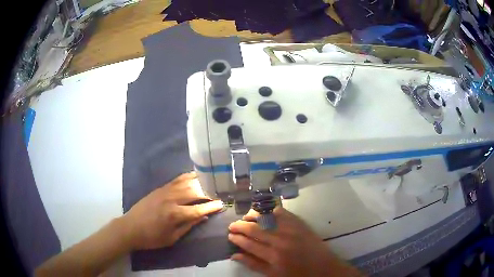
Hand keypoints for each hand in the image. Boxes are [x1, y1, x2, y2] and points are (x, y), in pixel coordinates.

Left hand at [122, 172, 222, 249]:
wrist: (130, 228)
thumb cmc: (151, 238)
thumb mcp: (171, 238)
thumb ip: (188, 226)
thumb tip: (203, 217)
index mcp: (174, 215)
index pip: (198, 209)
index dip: (211, 207)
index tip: (222, 204)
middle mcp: (171, 200)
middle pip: (194, 192)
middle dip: (208, 192)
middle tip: (218, 193)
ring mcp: (164, 191)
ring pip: (186, 182)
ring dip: (200, 182)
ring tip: (211, 182)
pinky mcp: (159, 188)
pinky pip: (176, 180)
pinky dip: (187, 177)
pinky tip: (194, 176)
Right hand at [228, 207, 362, 276]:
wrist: (323, 267)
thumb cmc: (296, 274)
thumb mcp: (273, 274)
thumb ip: (253, 264)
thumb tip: (234, 255)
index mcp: (273, 256)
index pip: (248, 243)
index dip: (237, 238)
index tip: (230, 235)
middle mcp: (280, 240)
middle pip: (255, 228)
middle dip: (240, 225)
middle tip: (233, 225)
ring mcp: (291, 229)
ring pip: (266, 217)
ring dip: (253, 215)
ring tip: (245, 217)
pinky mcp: (300, 223)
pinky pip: (282, 212)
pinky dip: (271, 210)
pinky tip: (264, 212)